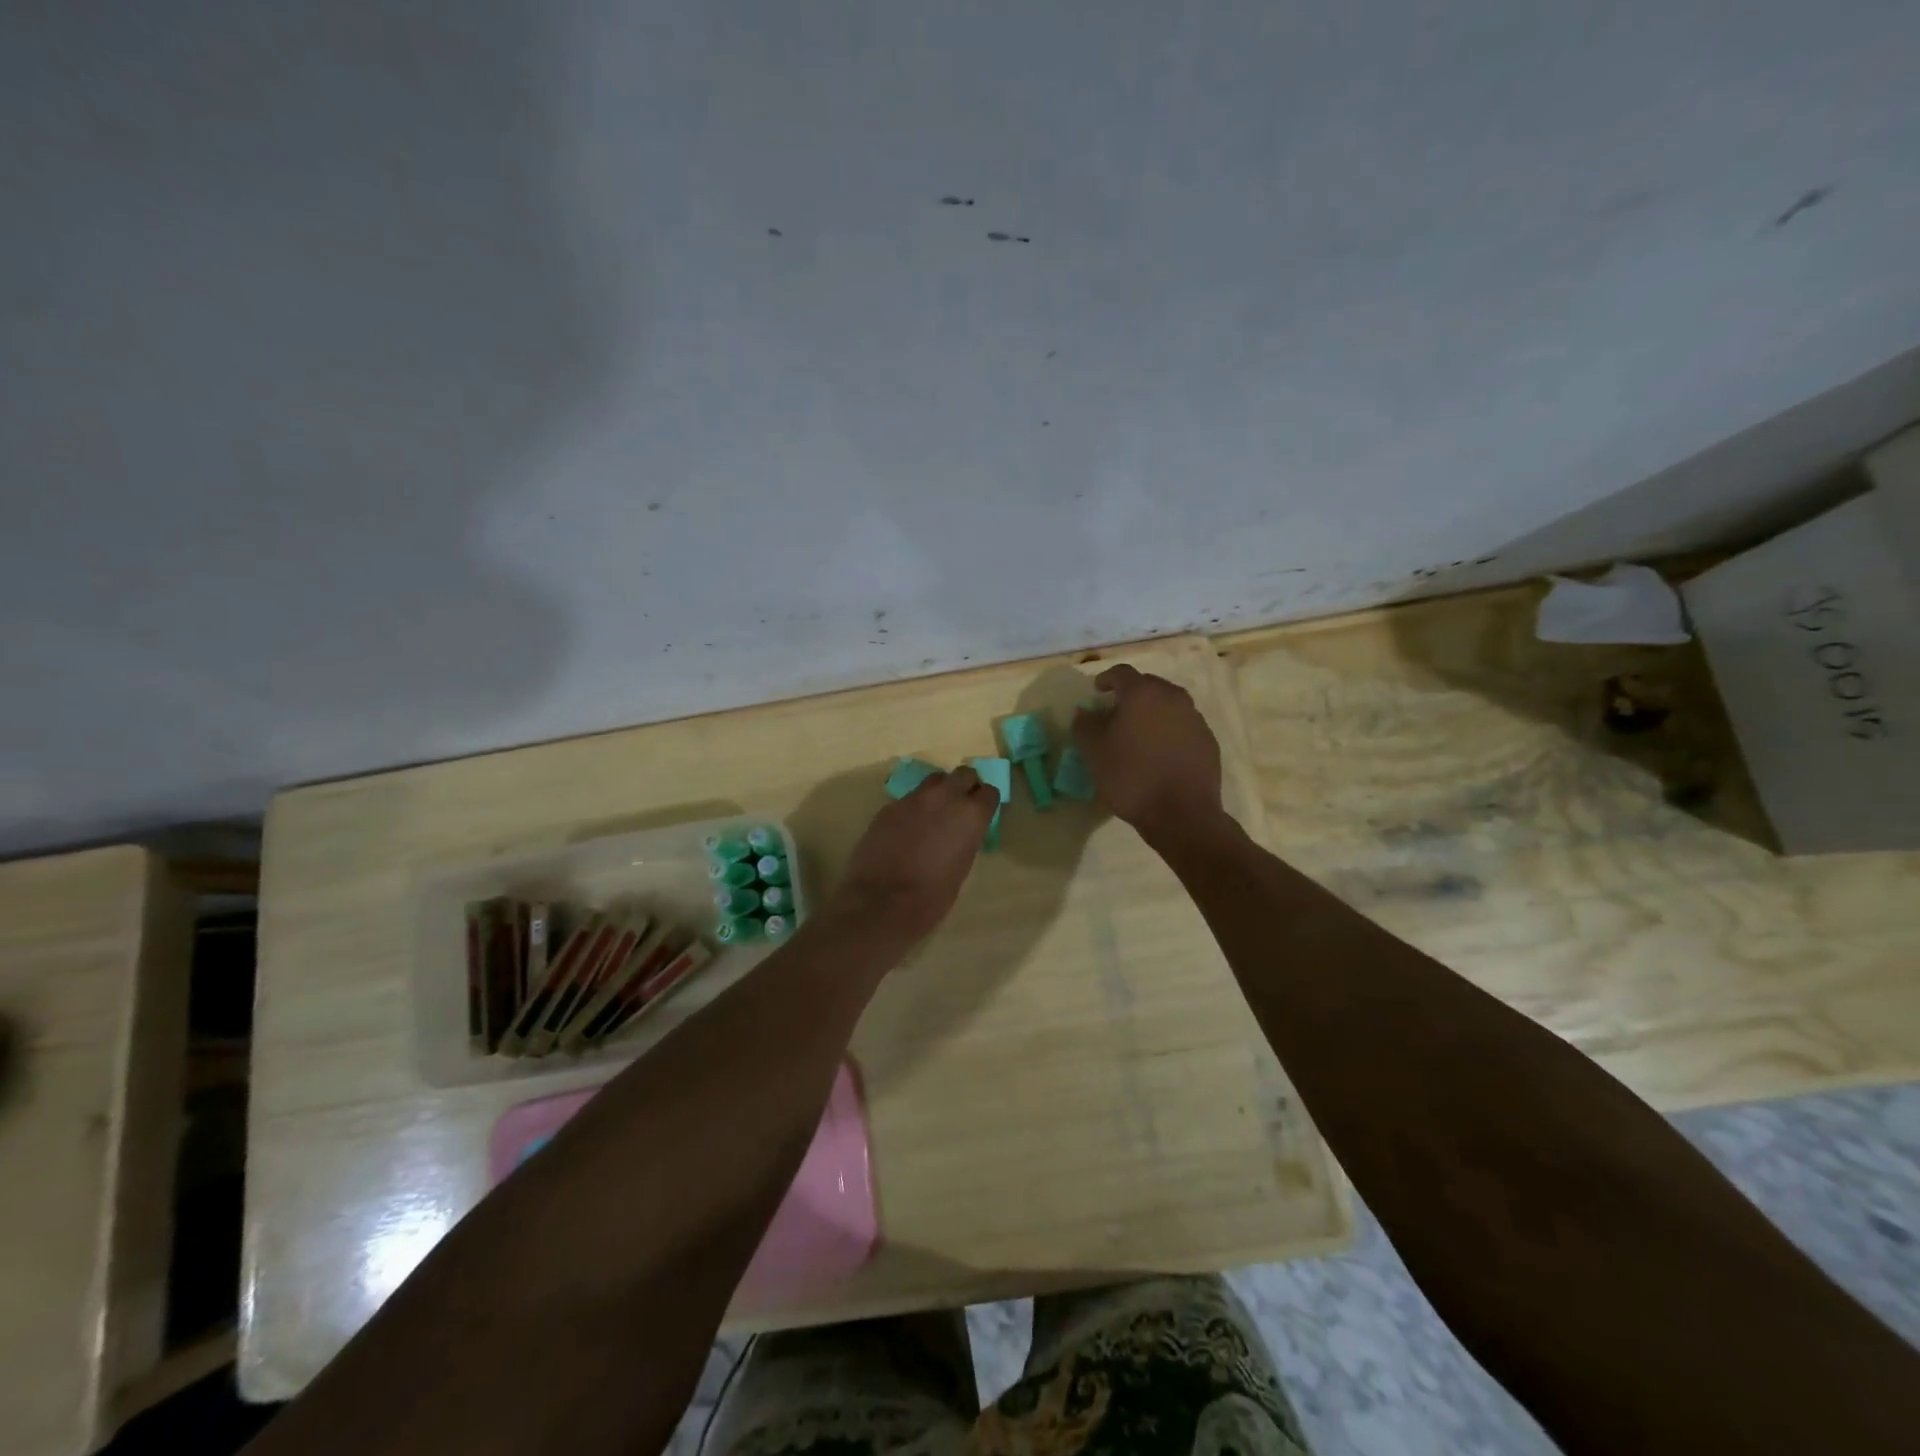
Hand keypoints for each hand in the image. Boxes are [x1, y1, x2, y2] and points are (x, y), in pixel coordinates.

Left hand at [826, 766, 999, 944]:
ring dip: (939, 791)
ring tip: (934, 813)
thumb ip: (965, 839)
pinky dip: (914, 807)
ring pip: (934, 780)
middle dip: (965, 786)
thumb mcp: (962, 867)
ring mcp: (914, 798)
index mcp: (971, 815)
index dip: (985, 802)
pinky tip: (907, 828)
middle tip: (960, 805)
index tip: (982, 813)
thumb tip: (961, 831)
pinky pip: (909, 798)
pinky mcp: (889, 806)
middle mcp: (945, 797)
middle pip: (963, 774)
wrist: (881, 901)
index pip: (989, 792)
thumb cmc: (932, 896)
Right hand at [1071, 664, 1224, 839]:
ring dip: (1152, 713)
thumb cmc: (1131, 777)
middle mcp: (1173, 698)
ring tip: (1139, 735)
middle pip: (1148, 686)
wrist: (1181, 814)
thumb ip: (1084, 725)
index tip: (1098, 691)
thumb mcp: (1094, 752)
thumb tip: (1084, 711)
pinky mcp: (1208, 741)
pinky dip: (1169, 731)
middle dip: (1131, 696)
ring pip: (1169, 706)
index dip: (1107, 679)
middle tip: (1116, 714)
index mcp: (1142, 694)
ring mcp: (1195, 718)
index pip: (1122, 673)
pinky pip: (1183, 726)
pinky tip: (1160, 754)